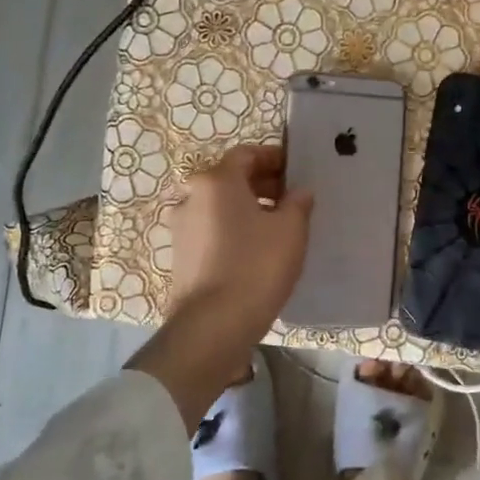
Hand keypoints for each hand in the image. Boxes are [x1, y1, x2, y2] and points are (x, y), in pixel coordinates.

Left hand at [167, 144, 312, 347]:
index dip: (274, 158)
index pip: (247, 154)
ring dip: (248, 208)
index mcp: (216, 181)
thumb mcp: (290, 230)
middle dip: (262, 184)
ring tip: (277, 227)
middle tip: (292, 198)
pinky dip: (233, 230)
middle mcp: (192, 196)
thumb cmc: (256, 266)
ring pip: (220, 206)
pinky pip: (212, 230)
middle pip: (230, 179)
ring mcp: (181, 227)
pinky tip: (256, 250)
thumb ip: (298, 203)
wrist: (213, 326)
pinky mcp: (180, 256)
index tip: (297, 171)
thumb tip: (299, 192)